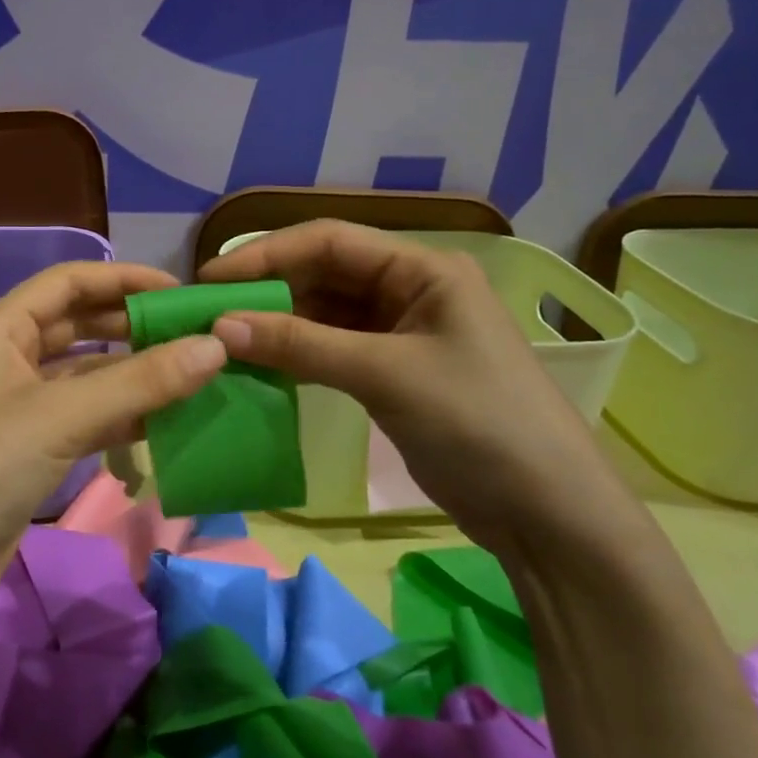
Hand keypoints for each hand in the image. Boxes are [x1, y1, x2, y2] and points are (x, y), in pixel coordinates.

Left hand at [0, 261, 227, 627]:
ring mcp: (16, 405)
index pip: (68, 282)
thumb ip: (139, 382)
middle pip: (78, 324)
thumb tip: (216, 346)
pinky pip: (83, 416)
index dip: (123, 279)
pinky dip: (120, 415)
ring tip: (192, 375)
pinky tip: (164, 420)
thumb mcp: (59, 418)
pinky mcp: (27, 448)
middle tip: (195, 334)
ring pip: (85, 374)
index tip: (180, 293)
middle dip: (133, 325)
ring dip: (132, 374)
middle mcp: (6, 357)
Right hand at [199, 221, 645, 556]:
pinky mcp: (394, 370)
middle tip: (208, 311)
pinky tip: (261, 362)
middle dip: (268, 289)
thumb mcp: (385, 375)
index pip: (329, 242)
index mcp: (423, 268)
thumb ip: (301, 346)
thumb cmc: (478, 424)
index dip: (266, 255)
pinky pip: (333, 346)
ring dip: (279, 322)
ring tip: (224, 337)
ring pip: (325, 311)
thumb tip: (219, 326)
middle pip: (324, 273)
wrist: (549, 516)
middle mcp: (411, 288)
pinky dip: (298, 352)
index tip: (210, 279)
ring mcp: (403, 331)